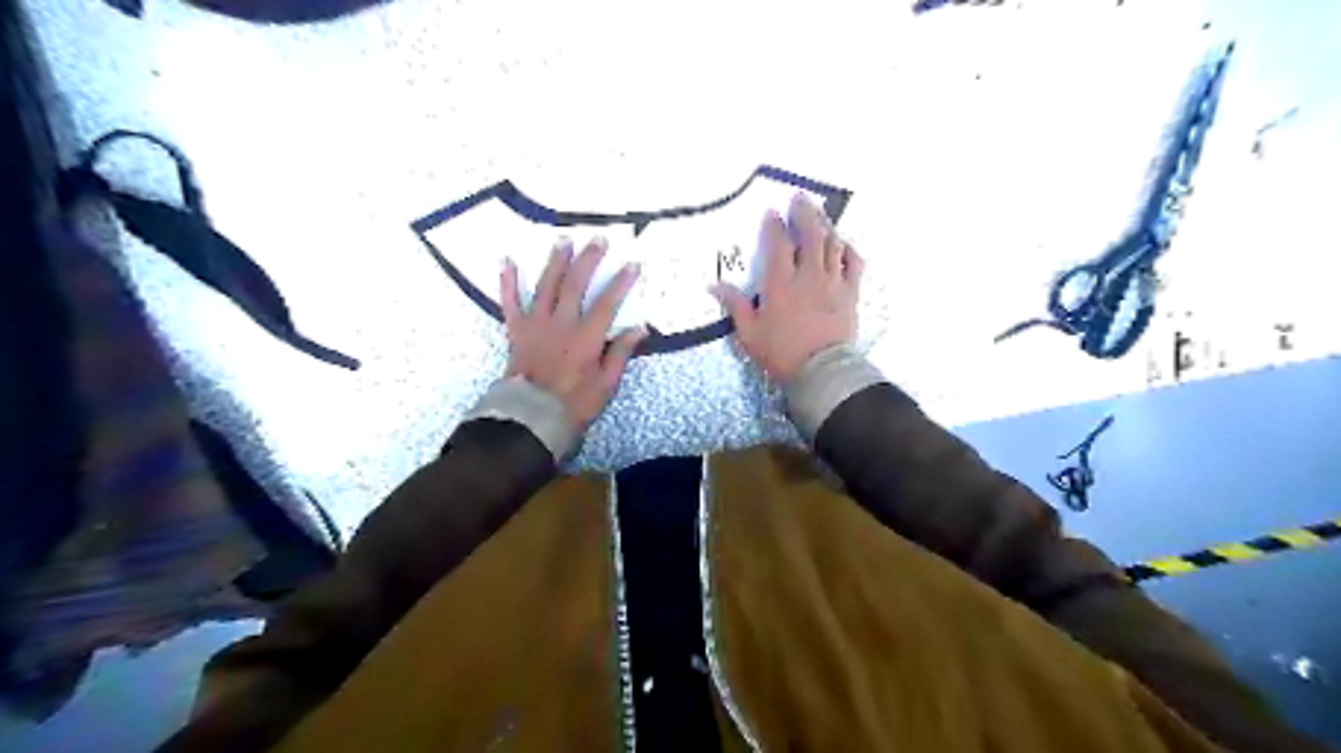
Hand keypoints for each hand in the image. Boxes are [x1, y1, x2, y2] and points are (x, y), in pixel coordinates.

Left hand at [503, 237, 648, 430]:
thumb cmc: (573, 404)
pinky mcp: (516, 330)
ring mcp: (536, 324)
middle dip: (588, 260)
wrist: (530, 417)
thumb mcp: (605, 385)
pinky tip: (507, 260)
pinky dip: (508, 281)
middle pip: (575, 285)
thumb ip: (620, 353)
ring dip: (556, 261)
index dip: (620, 283)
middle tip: (598, 239)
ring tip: (564, 240)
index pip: (606, 303)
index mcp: (586, 338)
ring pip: (546, 286)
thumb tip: (640, 328)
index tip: (632, 264)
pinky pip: (510, 302)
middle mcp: (561, 324)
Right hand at [717, 193, 862, 383]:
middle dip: (804, 212)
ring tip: (819, 213)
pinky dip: (848, 249)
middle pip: (810, 234)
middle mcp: (808, 275)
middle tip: (800, 197)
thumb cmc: (781, 353)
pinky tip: (843, 243)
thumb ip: (735, 306)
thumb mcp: (749, 333)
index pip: (778, 244)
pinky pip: (853, 263)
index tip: (772, 212)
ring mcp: (832, 282)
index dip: (775, 225)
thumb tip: (714, 286)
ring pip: (832, 244)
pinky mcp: (850, 293)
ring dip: (825, 225)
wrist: (822, 371)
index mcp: (780, 283)